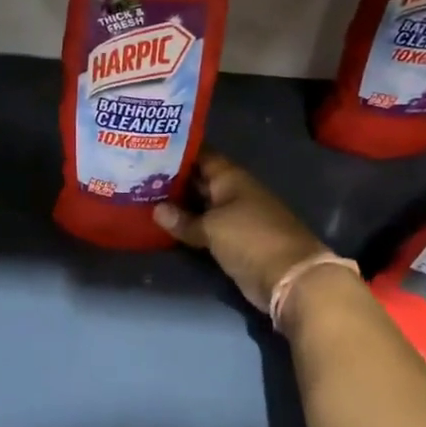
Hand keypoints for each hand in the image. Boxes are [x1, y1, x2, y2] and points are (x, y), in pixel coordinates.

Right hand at [154, 150, 328, 311]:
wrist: (288, 277)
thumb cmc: (250, 239)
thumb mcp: (212, 227)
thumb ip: (183, 219)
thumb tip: (156, 210)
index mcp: (231, 178)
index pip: (202, 156)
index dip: (178, 152)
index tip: (150, 149)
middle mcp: (233, 193)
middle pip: (199, 181)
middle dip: (172, 179)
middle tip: (137, 176)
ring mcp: (234, 217)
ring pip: (200, 206)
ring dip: (178, 205)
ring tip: (142, 198)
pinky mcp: (233, 241)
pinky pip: (205, 228)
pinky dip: (188, 227)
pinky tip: (164, 226)